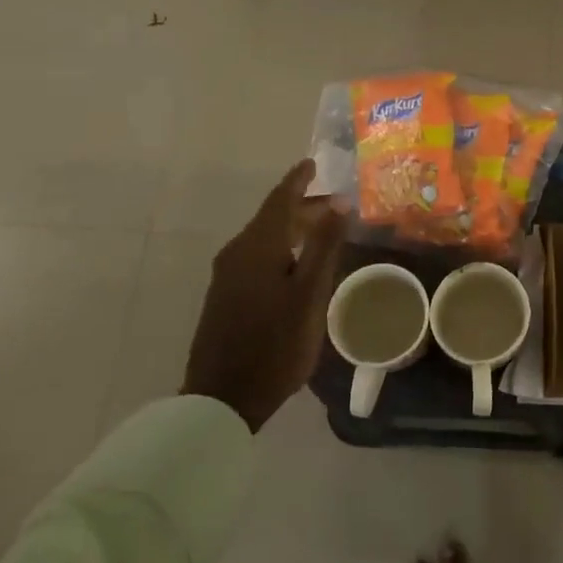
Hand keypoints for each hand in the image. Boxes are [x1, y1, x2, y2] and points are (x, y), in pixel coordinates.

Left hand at [183, 160, 346, 431]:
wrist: (222, 399)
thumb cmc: (275, 344)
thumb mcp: (309, 294)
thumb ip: (324, 245)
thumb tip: (339, 200)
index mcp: (257, 246)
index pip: (279, 200)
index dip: (298, 180)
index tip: (313, 163)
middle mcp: (237, 252)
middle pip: (271, 217)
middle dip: (302, 206)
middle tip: (333, 204)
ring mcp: (226, 276)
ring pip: (263, 238)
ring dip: (292, 229)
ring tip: (321, 230)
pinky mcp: (224, 296)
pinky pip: (256, 256)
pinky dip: (280, 247)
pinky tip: (295, 263)